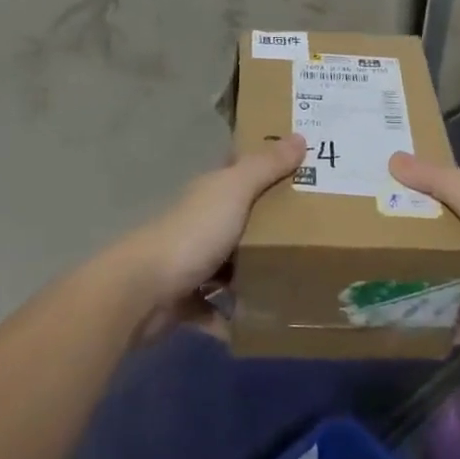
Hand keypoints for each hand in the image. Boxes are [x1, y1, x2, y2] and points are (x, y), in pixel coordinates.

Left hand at [107, 135, 306, 339]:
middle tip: (316, 230)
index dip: (266, 168)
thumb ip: (265, 167)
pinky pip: (217, 309)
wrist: (143, 291)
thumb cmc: (193, 234)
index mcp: (210, 193)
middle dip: (270, 225)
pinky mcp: (186, 302)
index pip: (239, 173)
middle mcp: (199, 224)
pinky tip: (264, 322)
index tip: (303, 169)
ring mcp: (190, 264)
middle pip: (239, 220)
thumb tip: (300, 136)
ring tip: (297, 278)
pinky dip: (234, 316)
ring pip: (229, 266)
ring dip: (253, 273)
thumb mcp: (234, 192)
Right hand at [389, 153, 459, 357]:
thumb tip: (393, 158)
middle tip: (360, 248)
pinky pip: (453, 321)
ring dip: (416, 286)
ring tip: (370, 288)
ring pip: (441, 283)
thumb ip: (440, 183)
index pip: (439, 200)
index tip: (371, 196)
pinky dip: (433, 324)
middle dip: (405, 246)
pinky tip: (400, 325)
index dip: (409, 196)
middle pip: (436, 243)